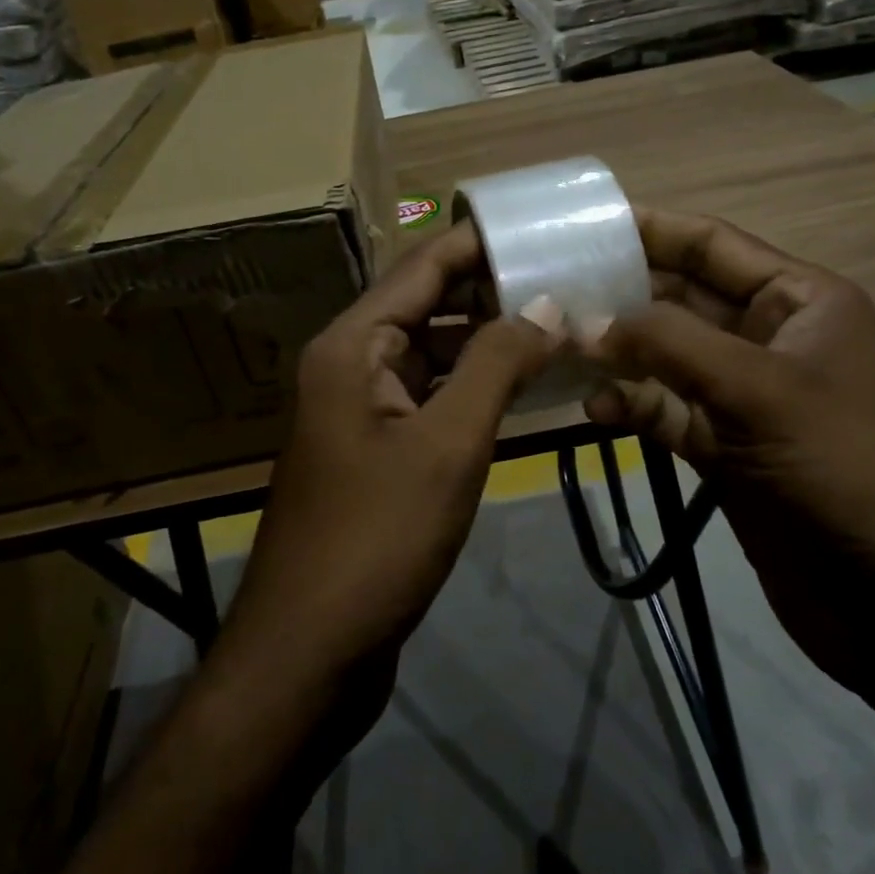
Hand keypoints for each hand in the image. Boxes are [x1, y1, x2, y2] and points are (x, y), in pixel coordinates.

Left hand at [220, 222, 555, 688]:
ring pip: (431, 356)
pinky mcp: (375, 453)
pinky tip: (521, 388)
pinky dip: (472, 388)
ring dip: (485, 342)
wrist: (311, 649)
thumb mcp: (447, 444)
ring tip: (555, 325)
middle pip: (425, 307)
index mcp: (351, 347)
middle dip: (490, 293)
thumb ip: (497, 365)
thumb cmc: (377, 538)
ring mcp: (360, 411)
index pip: (420, 269)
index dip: (477, 244)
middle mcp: (349, 366)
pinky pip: (429, 399)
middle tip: (563, 278)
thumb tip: (545, 303)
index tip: (536, 225)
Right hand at [582, 209, 874, 689]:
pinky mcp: (726, 449)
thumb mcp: (758, 390)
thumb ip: (669, 346)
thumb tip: (585, 323)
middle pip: (682, 300)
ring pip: (667, 359)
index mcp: (799, 301)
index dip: (651, 229)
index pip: (713, 245)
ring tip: (561, 350)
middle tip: (551, 292)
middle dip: (622, 296)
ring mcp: (745, 397)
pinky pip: (667, 412)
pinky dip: (633, 406)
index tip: (581, 225)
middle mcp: (769, 339)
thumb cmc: (842, 469)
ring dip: (619, 354)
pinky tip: (596, 408)